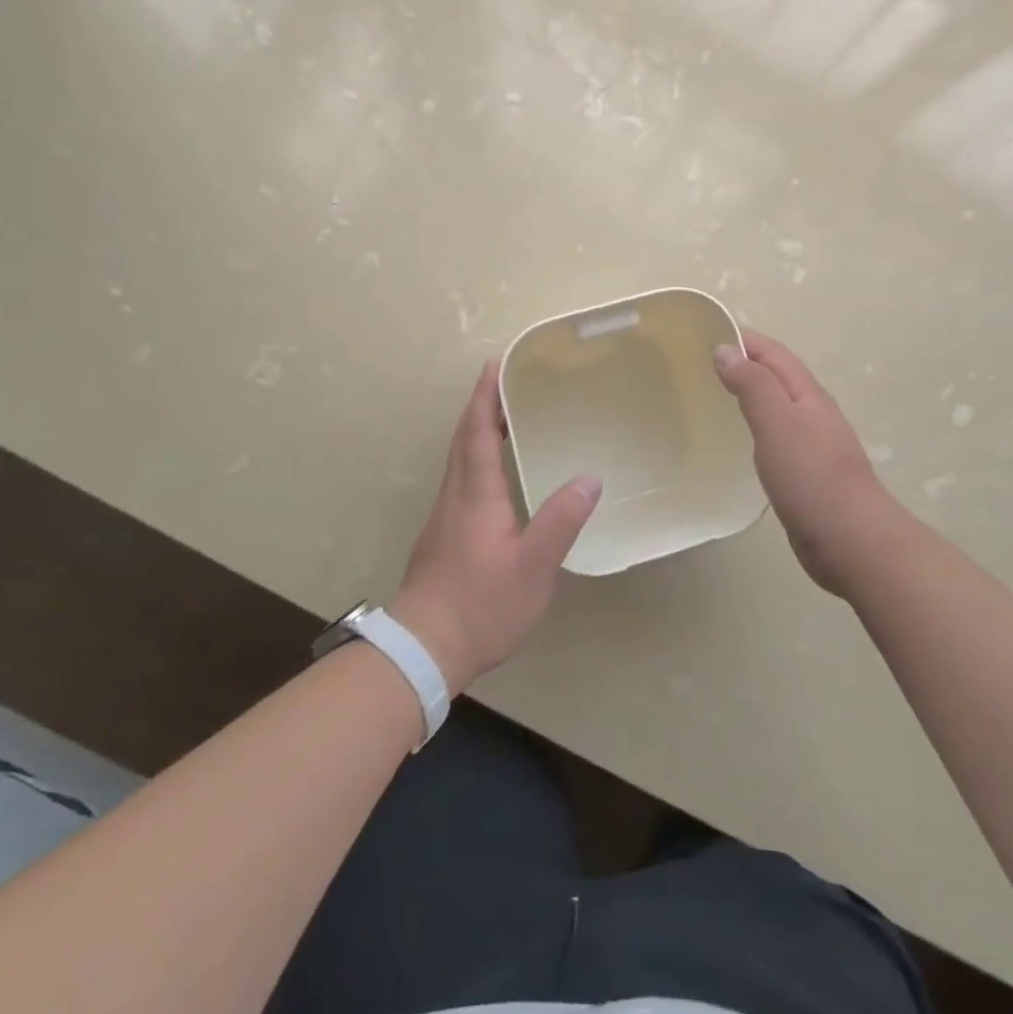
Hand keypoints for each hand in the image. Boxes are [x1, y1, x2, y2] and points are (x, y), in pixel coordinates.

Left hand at [392, 361, 602, 691]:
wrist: (424, 648)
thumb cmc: (481, 604)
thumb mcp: (533, 566)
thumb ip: (560, 520)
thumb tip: (588, 478)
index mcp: (475, 495)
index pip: (477, 432)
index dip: (485, 397)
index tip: (494, 365)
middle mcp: (455, 497)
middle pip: (463, 440)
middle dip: (480, 407)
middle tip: (504, 383)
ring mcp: (444, 518)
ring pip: (459, 461)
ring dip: (477, 432)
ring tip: (504, 420)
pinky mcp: (442, 537)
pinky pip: (460, 481)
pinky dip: (475, 460)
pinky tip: (495, 476)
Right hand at [715, 331, 907, 598]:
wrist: (853, 543)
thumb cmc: (813, 479)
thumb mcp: (778, 424)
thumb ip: (753, 386)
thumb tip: (725, 350)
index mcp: (807, 395)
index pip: (772, 353)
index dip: (743, 339)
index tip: (704, 333)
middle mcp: (812, 413)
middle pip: (776, 376)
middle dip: (744, 362)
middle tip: (700, 363)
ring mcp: (811, 445)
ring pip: (776, 406)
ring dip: (749, 392)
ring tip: (713, 393)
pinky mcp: (805, 474)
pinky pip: (775, 436)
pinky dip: (754, 425)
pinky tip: (739, 439)